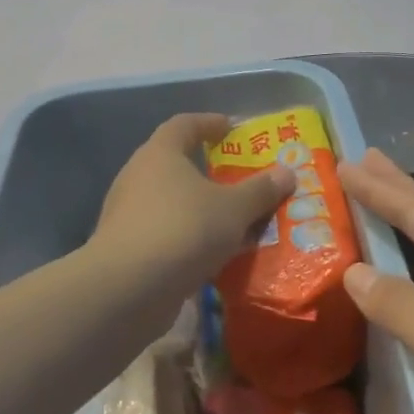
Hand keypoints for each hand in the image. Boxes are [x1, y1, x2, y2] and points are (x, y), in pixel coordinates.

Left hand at [90, 114, 293, 298]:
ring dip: (199, 208)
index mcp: (160, 154)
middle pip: (175, 163)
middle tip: (239, 178)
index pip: (184, 124)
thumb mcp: (233, 209)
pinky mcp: (126, 249)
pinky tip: (212, 253)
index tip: (231, 128)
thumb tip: (287, 172)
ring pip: (171, 202)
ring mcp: (127, 214)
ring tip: (233, 219)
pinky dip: (188, 237)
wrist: (127, 290)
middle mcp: (138, 176)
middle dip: (208, 170)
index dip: (209, 123)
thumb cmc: (183, 230)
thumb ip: (260, 190)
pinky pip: (165, 233)